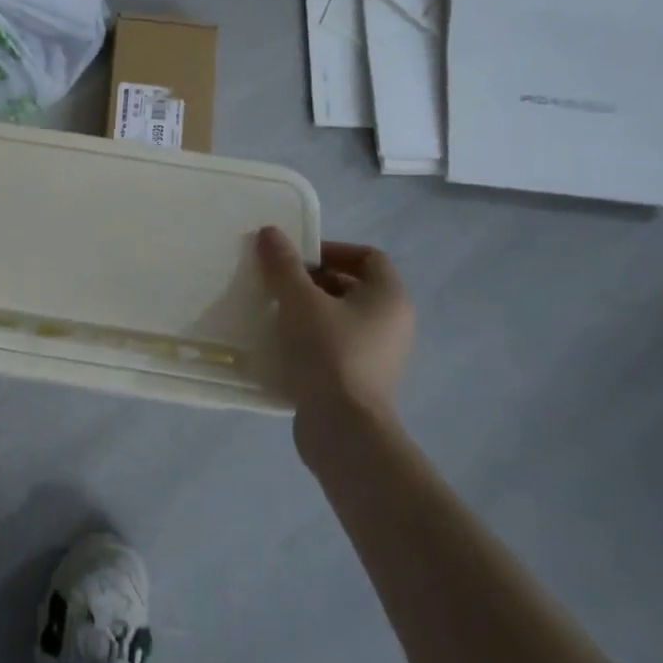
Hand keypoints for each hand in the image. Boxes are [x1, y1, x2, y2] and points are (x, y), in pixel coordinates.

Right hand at [255, 228, 414, 462]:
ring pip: (340, 317)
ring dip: (307, 309)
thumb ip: (283, 264)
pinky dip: (310, 338)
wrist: (343, 429)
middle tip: (277, 283)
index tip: (295, 257)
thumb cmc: (328, 353)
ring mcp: (379, 354)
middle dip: (312, 280)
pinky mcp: (361, 380)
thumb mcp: (299, 300)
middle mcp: (392, 323)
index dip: (331, 249)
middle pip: (351, 286)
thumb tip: (270, 232)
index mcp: (389, 297)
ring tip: (273, 311)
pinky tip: (281, 344)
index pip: (367, 256)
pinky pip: (335, 345)